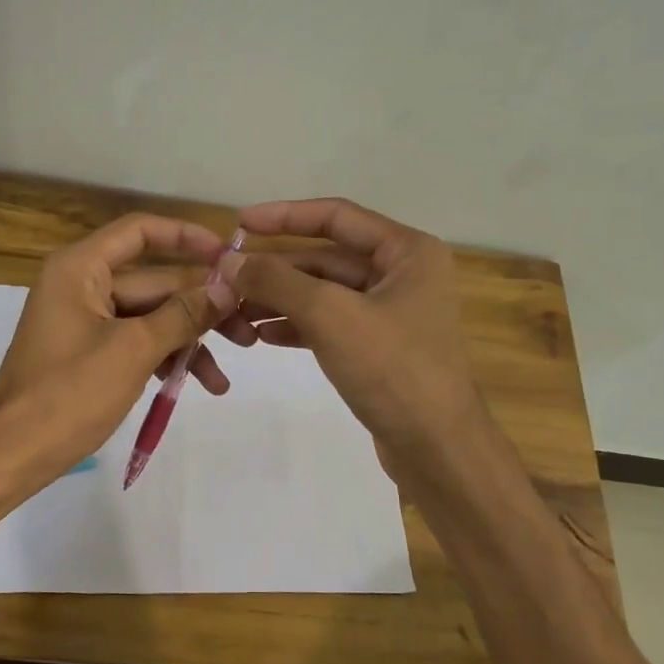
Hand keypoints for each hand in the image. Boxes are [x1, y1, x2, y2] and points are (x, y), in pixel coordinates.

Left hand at [0, 213, 238, 480]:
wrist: (14, 453)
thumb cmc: (68, 393)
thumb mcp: (133, 350)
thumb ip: (182, 315)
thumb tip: (227, 287)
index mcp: (80, 269)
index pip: (140, 233)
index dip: (186, 237)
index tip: (229, 255)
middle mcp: (82, 286)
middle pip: (154, 282)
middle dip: (201, 307)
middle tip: (248, 330)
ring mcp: (86, 323)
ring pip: (151, 318)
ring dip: (189, 341)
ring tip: (227, 373)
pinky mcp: (91, 355)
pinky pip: (137, 344)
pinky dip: (165, 359)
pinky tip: (200, 385)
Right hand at [225, 198, 483, 457]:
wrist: (436, 447)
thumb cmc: (392, 369)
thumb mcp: (330, 316)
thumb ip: (277, 281)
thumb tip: (229, 261)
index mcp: (407, 251)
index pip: (337, 216)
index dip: (284, 216)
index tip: (238, 224)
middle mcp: (403, 274)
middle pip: (327, 258)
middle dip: (276, 270)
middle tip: (227, 281)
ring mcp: (392, 313)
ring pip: (325, 294)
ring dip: (281, 300)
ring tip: (235, 313)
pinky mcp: (379, 348)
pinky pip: (331, 323)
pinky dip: (297, 326)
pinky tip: (263, 336)